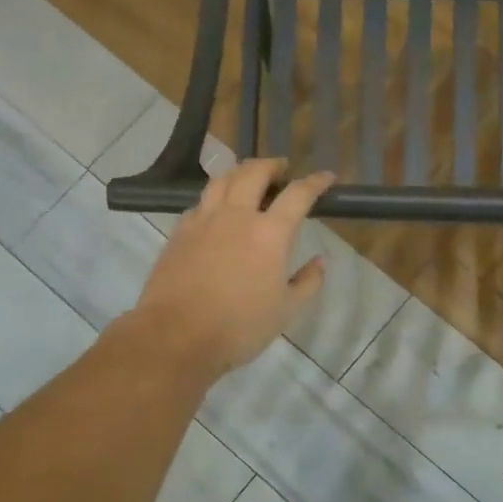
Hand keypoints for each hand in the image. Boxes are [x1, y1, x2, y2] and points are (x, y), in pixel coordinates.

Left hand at [129, 159, 333, 376]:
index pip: (298, 195)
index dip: (315, 182)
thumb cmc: (239, 326)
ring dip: (240, 172)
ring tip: (247, 177)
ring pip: (222, 180)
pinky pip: (200, 203)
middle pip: (254, 173)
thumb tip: (320, 262)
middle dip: (272, 165)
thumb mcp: (285, 311)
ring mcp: (203, 221)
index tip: (326, 177)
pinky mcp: (179, 232)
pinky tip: (216, 210)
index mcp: (270, 233)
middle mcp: (236, 216)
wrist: (176, 336)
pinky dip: (214, 198)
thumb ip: (308, 283)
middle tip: (281, 169)